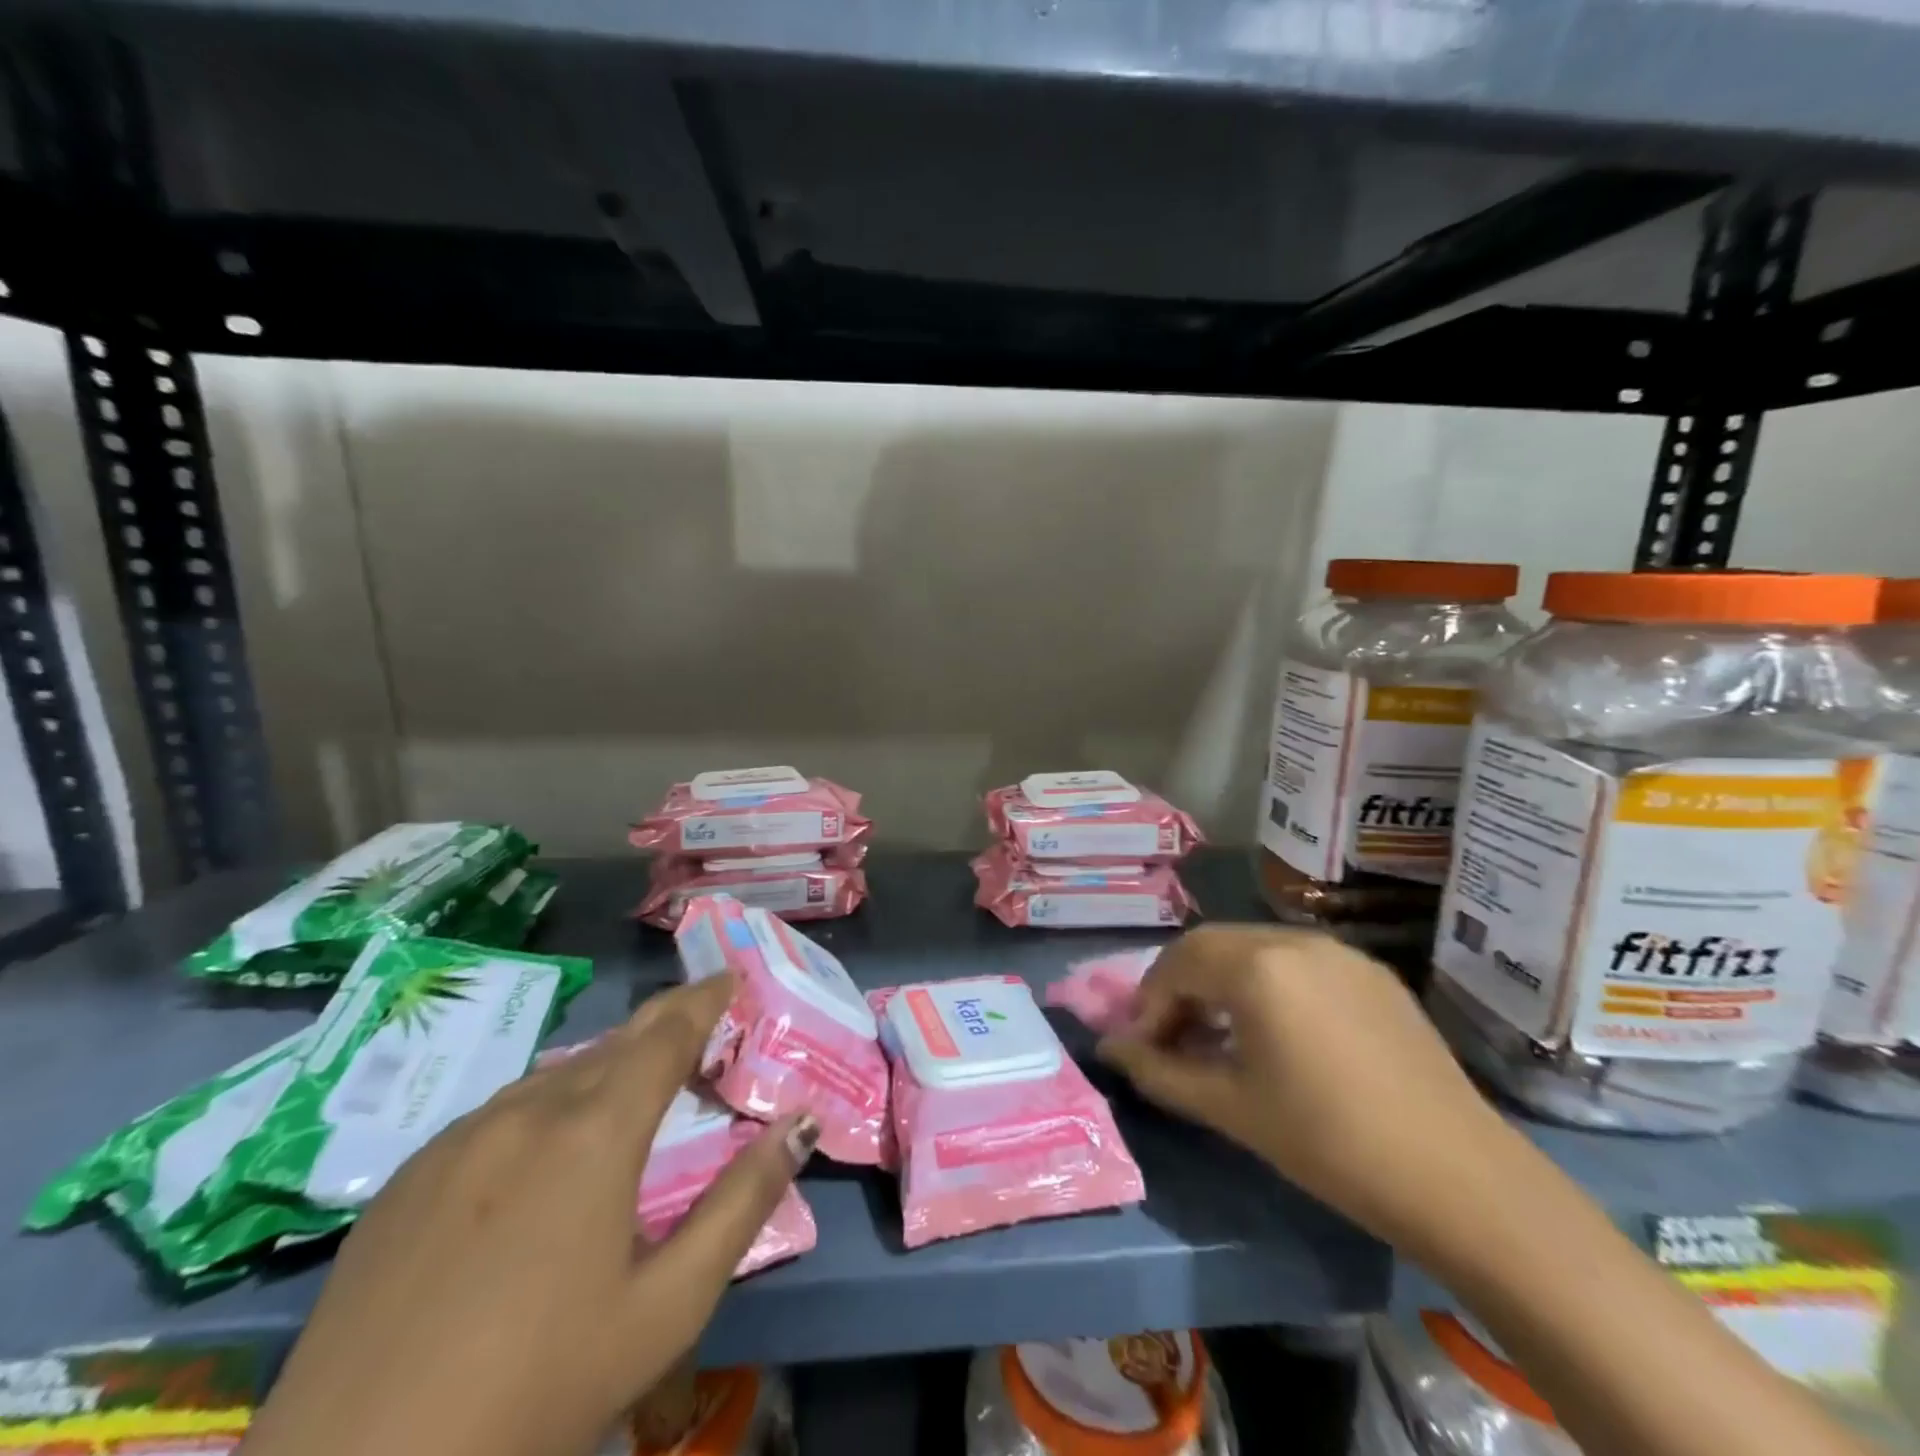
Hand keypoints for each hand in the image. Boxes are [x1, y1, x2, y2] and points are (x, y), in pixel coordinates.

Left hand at [243, 976, 818, 1455]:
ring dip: (606, 1067)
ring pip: (556, 1074)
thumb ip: (743, 1201)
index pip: (666, 1034)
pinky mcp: (407, 1176)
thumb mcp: (667, 1306)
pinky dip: (547, 1105)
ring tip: (634, 1087)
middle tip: (699, 1021)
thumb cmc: (538, 1391)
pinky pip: (500, 1112)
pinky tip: (547, 1150)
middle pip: (614, 1043)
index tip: (730, 977)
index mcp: (595, 1131)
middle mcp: (527, 1111)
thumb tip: (799, 1123)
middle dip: (664, 1024)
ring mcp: (458, 1138)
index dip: (704, 999)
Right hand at [1096, 925, 1518, 1256]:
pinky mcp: (1372, 973)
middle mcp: (1294, 939)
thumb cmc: (1329, 1142)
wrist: (1460, 1179)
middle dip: (1181, 987)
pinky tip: (1275, 1032)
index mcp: (1257, 965)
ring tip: (1219, 1036)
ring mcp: (1339, 951)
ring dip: (1222, 983)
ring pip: (1254, 949)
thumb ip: (1160, 1072)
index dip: (1149, 1003)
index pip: (1177, 963)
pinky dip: (1266, 984)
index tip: (1142, 1047)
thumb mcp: (1231, 1108)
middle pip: (1212, 946)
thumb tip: (1109, 1050)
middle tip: (1172, 1038)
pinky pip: (1297, 962)